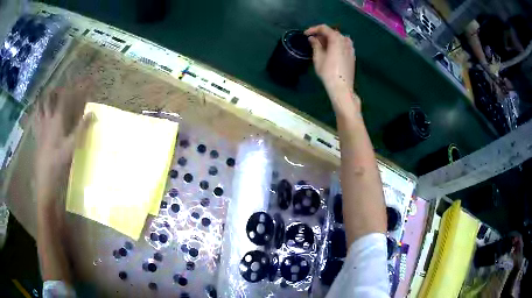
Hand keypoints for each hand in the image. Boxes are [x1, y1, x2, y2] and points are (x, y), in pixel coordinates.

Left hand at [34, 83, 92, 207]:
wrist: (44, 180)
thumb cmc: (58, 163)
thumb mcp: (72, 147)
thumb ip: (81, 129)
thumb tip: (93, 114)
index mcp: (56, 121)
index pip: (64, 98)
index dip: (72, 88)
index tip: (80, 81)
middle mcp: (47, 120)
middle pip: (49, 98)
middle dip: (55, 89)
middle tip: (61, 86)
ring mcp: (40, 128)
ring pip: (40, 107)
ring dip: (44, 98)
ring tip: (48, 94)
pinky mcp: (36, 136)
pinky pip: (35, 119)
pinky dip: (37, 112)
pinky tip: (38, 112)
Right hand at [305, 24, 358, 112]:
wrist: (342, 87)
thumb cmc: (328, 72)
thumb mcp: (318, 57)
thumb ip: (315, 45)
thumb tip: (312, 38)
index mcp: (336, 39)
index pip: (324, 28)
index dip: (313, 29)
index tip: (305, 34)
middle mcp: (345, 40)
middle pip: (332, 32)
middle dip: (321, 34)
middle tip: (312, 41)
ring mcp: (350, 48)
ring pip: (339, 38)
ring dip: (329, 39)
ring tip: (321, 46)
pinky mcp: (352, 55)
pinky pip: (344, 44)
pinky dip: (336, 44)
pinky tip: (331, 51)